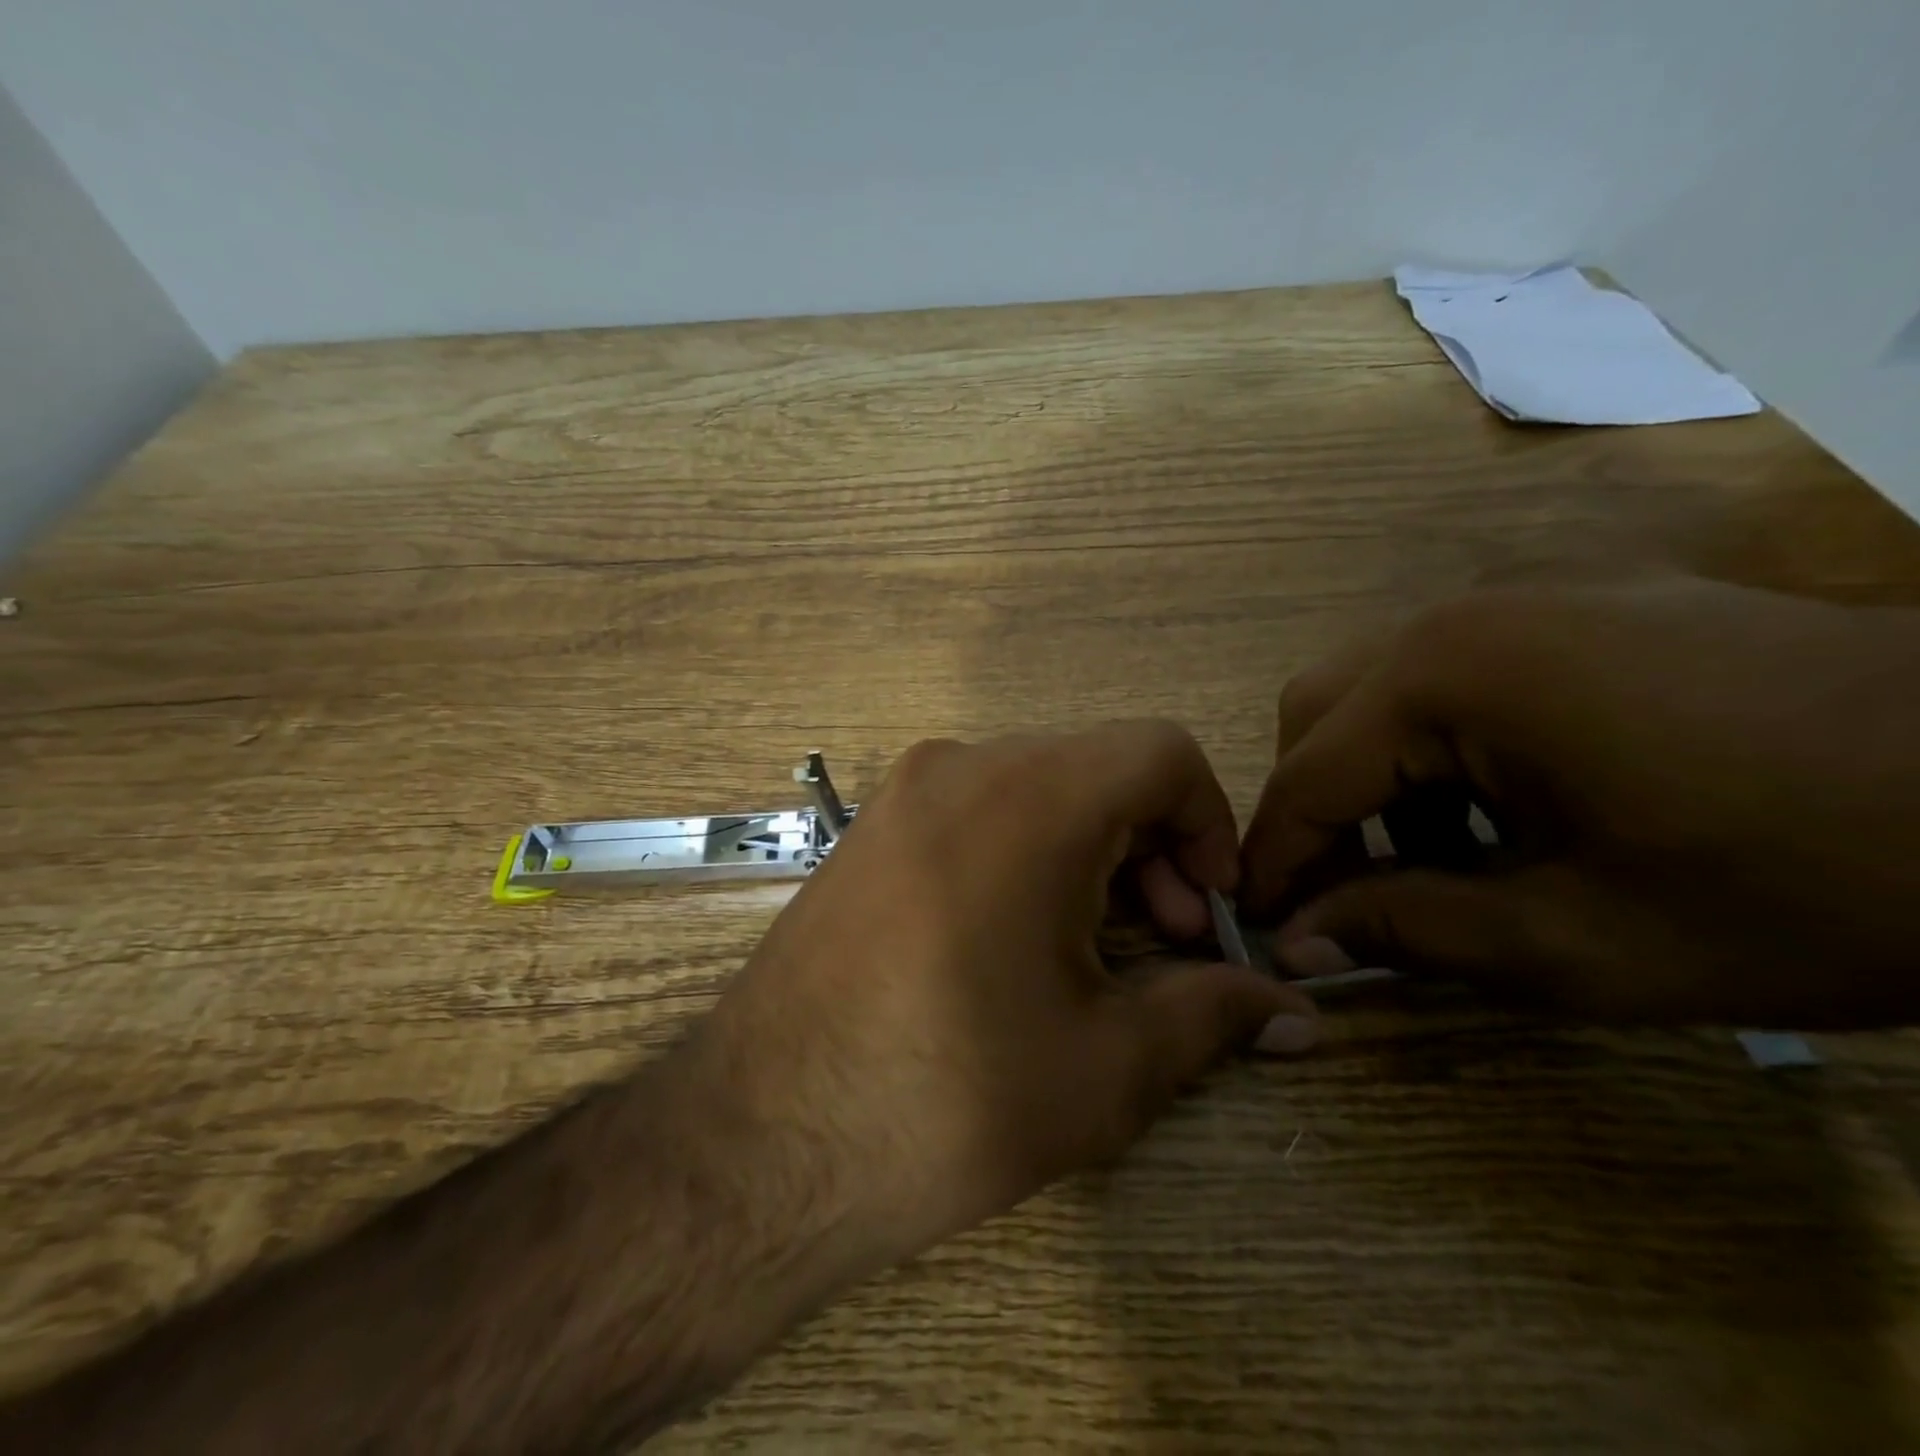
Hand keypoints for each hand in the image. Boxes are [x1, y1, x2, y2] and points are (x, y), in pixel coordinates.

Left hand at [689, 722, 1317, 1280]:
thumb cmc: (948, 1097)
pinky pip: (978, 810)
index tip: (1209, 910)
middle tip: (1164, 945)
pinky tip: (1019, 940)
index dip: (1210, 821)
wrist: (759, 1138)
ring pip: (1039, 788)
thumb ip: (1216, 1014)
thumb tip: (1296, 1013)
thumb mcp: (1108, 1065)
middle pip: (1099, 769)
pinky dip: (1026, 852)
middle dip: (1153, 847)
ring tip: (1096, 952)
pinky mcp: (870, 829)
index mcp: (1029, 797)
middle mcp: (961, 765)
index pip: (1161, 751)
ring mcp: (904, 791)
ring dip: (1092, 852)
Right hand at [1240, 578, 1919, 1026]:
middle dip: (1313, 807)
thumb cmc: (1810, 883)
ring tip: (1432, 856)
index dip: (1272, 861)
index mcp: (1448, 675)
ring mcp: (1521, 593)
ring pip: (1376, 686)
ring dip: (1372, 774)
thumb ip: (1409, 931)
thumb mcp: (1582, 942)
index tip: (1254, 928)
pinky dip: (1435, 742)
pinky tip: (1501, 803)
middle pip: (1318, 711)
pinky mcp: (1574, 600)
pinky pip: (1449, 669)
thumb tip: (1295, 944)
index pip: (1306, 776)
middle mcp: (1459, 612)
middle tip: (1344, 892)